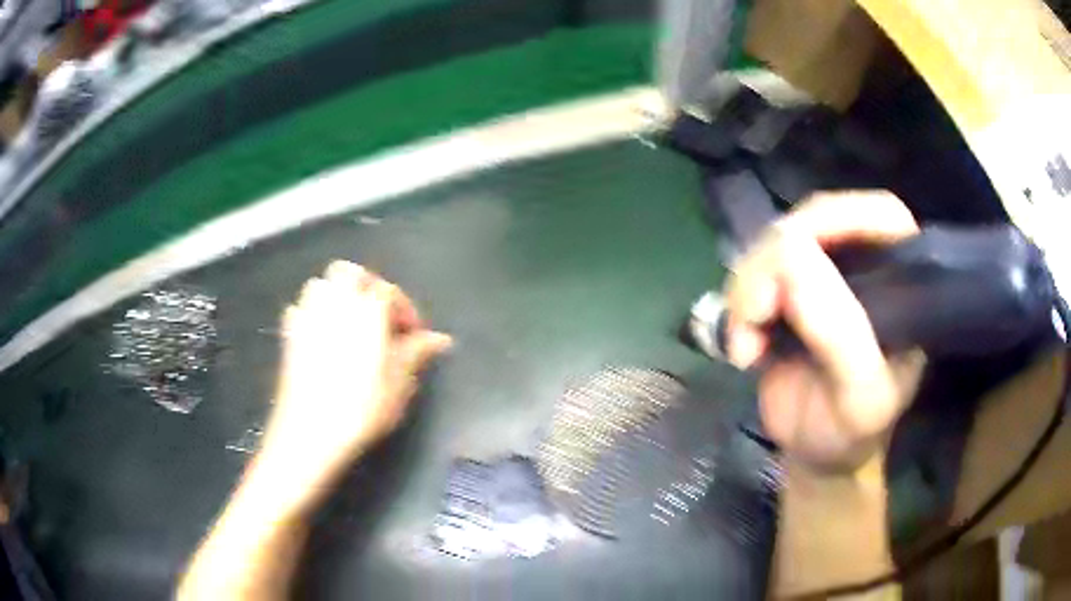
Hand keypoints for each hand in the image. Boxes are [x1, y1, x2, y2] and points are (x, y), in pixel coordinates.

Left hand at [260, 261, 451, 493]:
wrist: (311, 431)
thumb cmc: (362, 408)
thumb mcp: (399, 384)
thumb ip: (416, 353)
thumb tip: (440, 339)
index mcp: (366, 312)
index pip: (389, 291)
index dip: (405, 309)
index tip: (414, 335)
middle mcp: (335, 305)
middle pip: (349, 272)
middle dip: (367, 286)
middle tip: (380, 316)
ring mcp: (308, 318)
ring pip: (321, 285)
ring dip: (337, 294)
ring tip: (351, 322)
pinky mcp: (290, 336)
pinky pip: (300, 309)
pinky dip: (313, 313)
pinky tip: (322, 336)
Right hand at [725, 192, 926, 471]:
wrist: (816, 453)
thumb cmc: (852, 431)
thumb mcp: (859, 397)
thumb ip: (840, 333)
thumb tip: (791, 253)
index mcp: (902, 285)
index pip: (883, 216)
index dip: (842, 214)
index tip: (796, 246)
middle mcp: (864, 266)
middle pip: (815, 220)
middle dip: (774, 263)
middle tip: (756, 315)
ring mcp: (822, 276)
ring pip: (773, 243)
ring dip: (748, 289)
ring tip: (746, 346)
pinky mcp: (786, 292)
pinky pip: (751, 272)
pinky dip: (736, 305)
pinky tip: (741, 345)